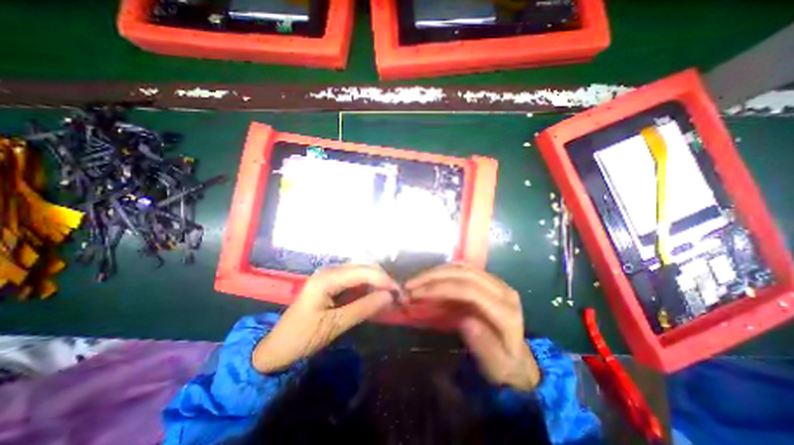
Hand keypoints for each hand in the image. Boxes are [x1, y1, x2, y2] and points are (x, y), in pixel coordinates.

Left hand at [253, 262, 396, 373]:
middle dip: (383, 279)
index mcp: (326, 278)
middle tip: (397, 295)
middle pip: (364, 267)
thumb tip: (389, 296)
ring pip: (362, 271)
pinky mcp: (332, 282)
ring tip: (390, 295)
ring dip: (377, 282)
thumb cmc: (302, 337)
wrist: (278, 347)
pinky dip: (369, 286)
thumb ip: (363, 308)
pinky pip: (356, 279)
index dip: (383, 280)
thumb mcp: (334, 325)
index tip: (399, 292)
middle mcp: (329, 270)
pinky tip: (376, 295)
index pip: (363, 271)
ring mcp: (330, 275)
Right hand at [406, 262, 543, 390]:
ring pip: (463, 267)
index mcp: (507, 312)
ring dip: (436, 272)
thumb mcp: (496, 366)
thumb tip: (464, 320)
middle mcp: (503, 291)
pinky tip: (430, 278)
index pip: (470, 290)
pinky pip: (464, 269)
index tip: (416, 294)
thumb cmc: (505, 366)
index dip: (441, 288)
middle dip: (433, 277)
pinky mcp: (488, 280)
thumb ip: (483, 344)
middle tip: (409, 285)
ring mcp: (497, 282)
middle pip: (464, 274)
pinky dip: (444, 271)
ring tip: (415, 281)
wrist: (518, 359)